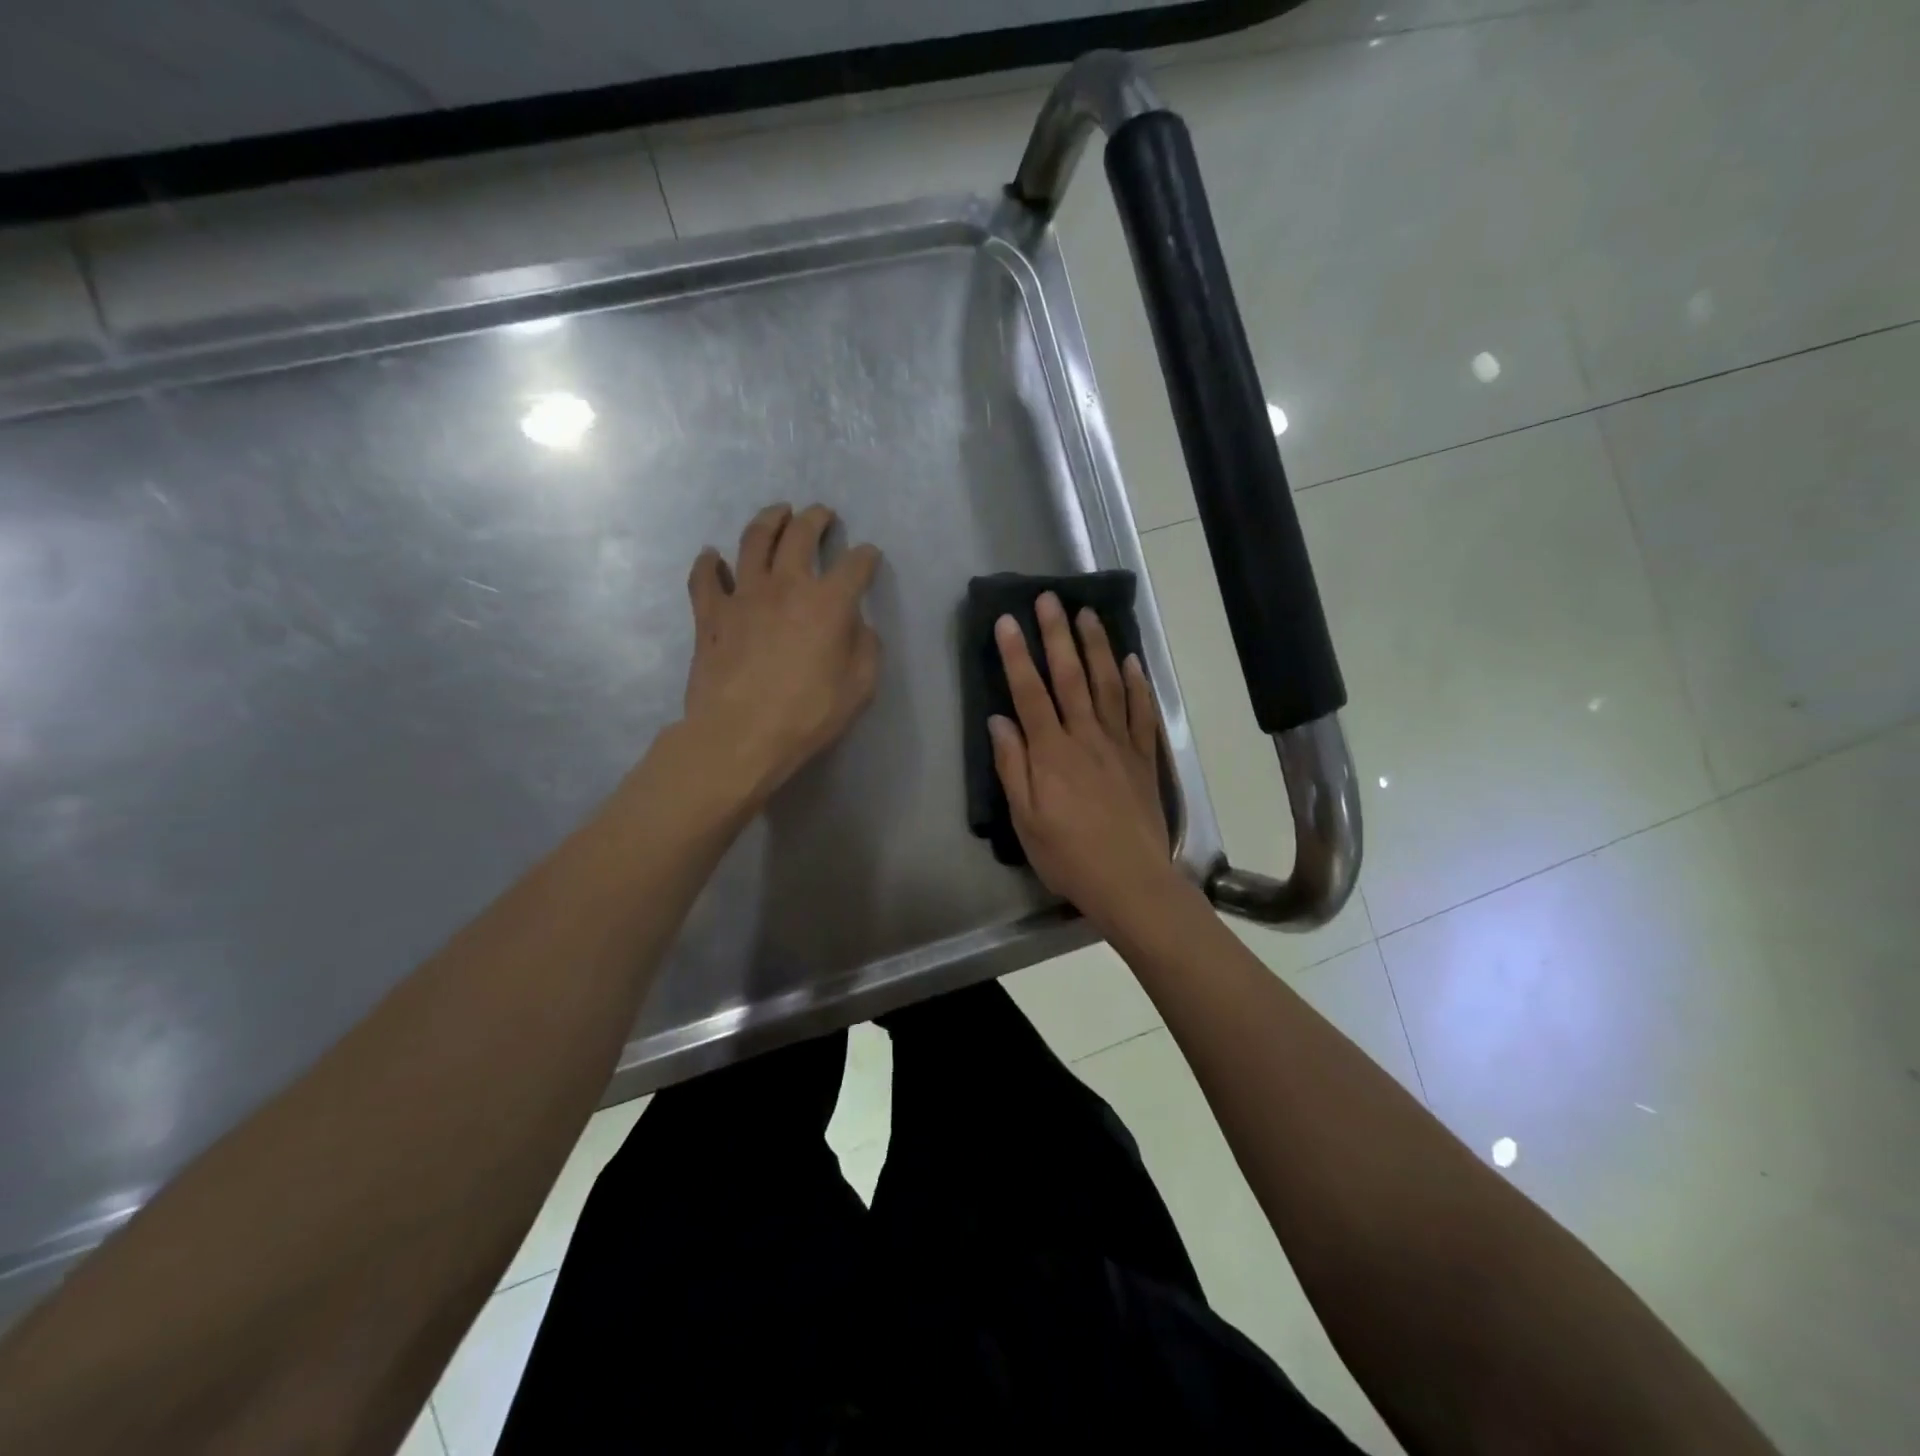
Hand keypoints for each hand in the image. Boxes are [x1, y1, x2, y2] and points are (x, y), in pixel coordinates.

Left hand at [682, 503, 881, 807]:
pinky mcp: (710, 614)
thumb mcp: (859, 688)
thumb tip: (857, 625)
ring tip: (778, 513)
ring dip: (769, 520)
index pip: (855, 566)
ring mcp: (743, 595)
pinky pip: (705, 578)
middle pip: (801, 535)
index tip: (869, 556)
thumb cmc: (807, 715)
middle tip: (822, 514)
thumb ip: (865, 648)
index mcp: (828, 603)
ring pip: (754, 541)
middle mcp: (786, 586)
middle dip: (816, 519)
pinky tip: (712, 555)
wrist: (739, 735)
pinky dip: (709, 563)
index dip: (866, 557)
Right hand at [988, 591, 1180, 930]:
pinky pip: (1141, 712)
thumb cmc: (1068, 855)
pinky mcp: (1144, 757)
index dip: (1015, 654)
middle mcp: (1086, 736)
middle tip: (1050, 598)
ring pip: (1108, 683)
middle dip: (1057, 634)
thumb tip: (998, 720)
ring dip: (1097, 646)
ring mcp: (1119, 743)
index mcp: (1051, 751)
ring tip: (1088, 614)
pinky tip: (1131, 661)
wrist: (1131, 880)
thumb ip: (1012, 766)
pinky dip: (1137, 684)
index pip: (1029, 691)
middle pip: (1070, 676)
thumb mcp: (1025, 819)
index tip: (1006, 620)